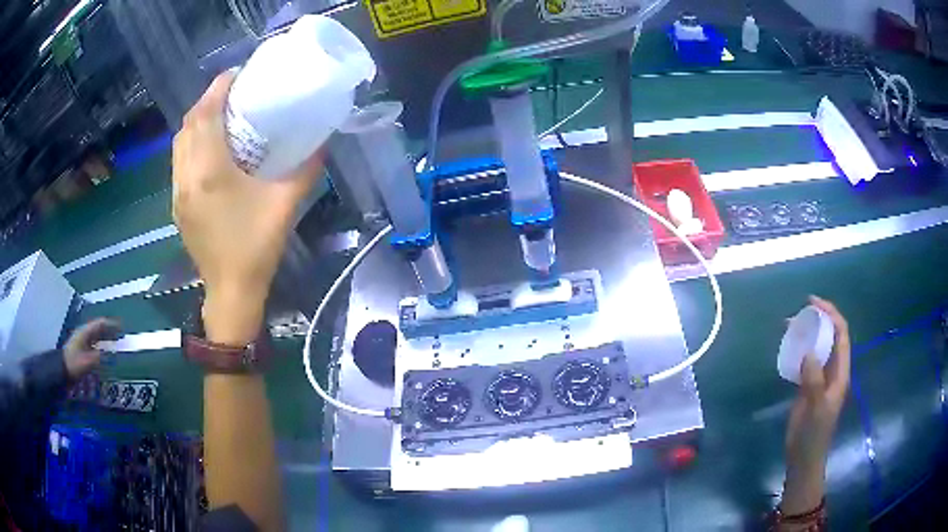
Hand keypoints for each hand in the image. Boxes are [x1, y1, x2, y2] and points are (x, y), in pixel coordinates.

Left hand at [63, 318, 121, 378]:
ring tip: (116, 342)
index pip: (100, 324)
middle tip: (121, 334)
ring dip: (106, 337)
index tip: (121, 327)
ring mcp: (82, 341)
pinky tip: (106, 351)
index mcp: (85, 332)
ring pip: (96, 336)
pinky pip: (94, 344)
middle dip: (110, 330)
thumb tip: (111, 351)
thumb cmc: (74, 364)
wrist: (62, 371)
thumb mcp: (87, 361)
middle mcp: (84, 334)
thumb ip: (100, 355)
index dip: (111, 325)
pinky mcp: (82, 350)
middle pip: (98, 329)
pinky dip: (102, 345)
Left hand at [172, 72, 323, 343]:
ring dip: (196, 122)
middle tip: (231, 93)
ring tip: (219, 116)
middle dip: (206, 101)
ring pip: (179, 144)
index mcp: (210, 171)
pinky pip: (179, 162)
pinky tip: (209, 150)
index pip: (205, 115)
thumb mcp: (286, 204)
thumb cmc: (256, 247)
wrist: (231, 291)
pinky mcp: (178, 206)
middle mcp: (187, 176)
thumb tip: (321, 140)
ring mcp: (178, 192)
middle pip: (188, 125)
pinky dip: (191, 144)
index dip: (218, 88)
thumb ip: (305, 168)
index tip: (237, 74)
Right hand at [781, 295, 850, 514]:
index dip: (831, 314)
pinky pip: (806, 360)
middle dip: (818, 319)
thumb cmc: (814, 434)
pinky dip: (798, 349)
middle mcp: (833, 370)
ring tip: (789, 325)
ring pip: (817, 347)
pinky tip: (787, 347)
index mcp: (840, 372)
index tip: (813, 303)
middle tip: (799, 312)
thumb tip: (808, 352)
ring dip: (807, 333)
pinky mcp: (808, 387)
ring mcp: (820, 378)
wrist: (803, 457)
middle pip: (830, 336)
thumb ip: (814, 380)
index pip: (841, 335)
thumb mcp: (817, 408)